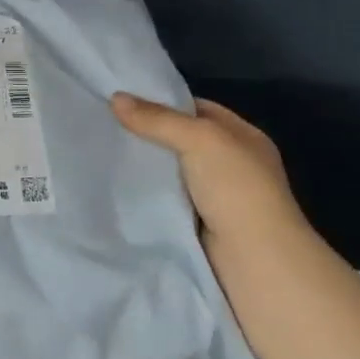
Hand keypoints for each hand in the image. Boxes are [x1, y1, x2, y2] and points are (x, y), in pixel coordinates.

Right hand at [110, 93, 309, 263]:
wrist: (255, 261)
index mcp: (244, 137)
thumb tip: (115, 98)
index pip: (199, 110)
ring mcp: (218, 197)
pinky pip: (168, 200)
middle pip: (183, 141)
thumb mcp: (199, 139)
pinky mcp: (201, 225)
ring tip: (104, 152)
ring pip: (173, 172)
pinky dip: (148, 195)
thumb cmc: (236, 189)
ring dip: (147, 167)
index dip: (165, 103)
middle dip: (150, 135)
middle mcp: (233, 164)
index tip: (126, 101)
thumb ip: (158, 119)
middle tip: (107, 125)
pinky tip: (119, 187)